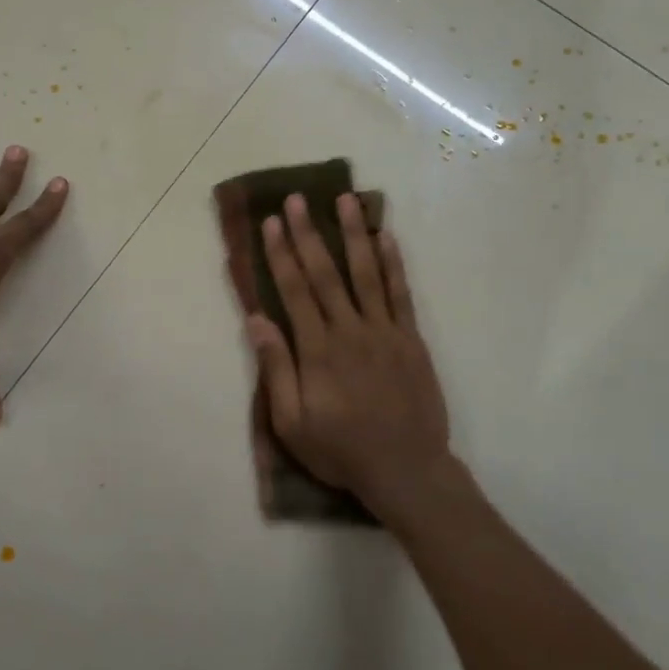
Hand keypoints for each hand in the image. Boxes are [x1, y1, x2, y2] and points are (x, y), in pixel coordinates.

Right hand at [245, 192, 452, 519]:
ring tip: (345, 199)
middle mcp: (350, 330)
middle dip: (308, 233)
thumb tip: (257, 321)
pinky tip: (386, 237)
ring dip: (353, 234)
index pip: (294, 291)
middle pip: (325, 273)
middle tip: (297, 200)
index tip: (271, 223)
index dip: (281, 254)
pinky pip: (401, 294)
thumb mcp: (292, 423)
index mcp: (317, 350)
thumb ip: (276, 370)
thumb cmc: (341, 450)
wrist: (406, 470)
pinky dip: (393, 263)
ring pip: (366, 273)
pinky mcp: (411, 339)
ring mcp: (385, 331)